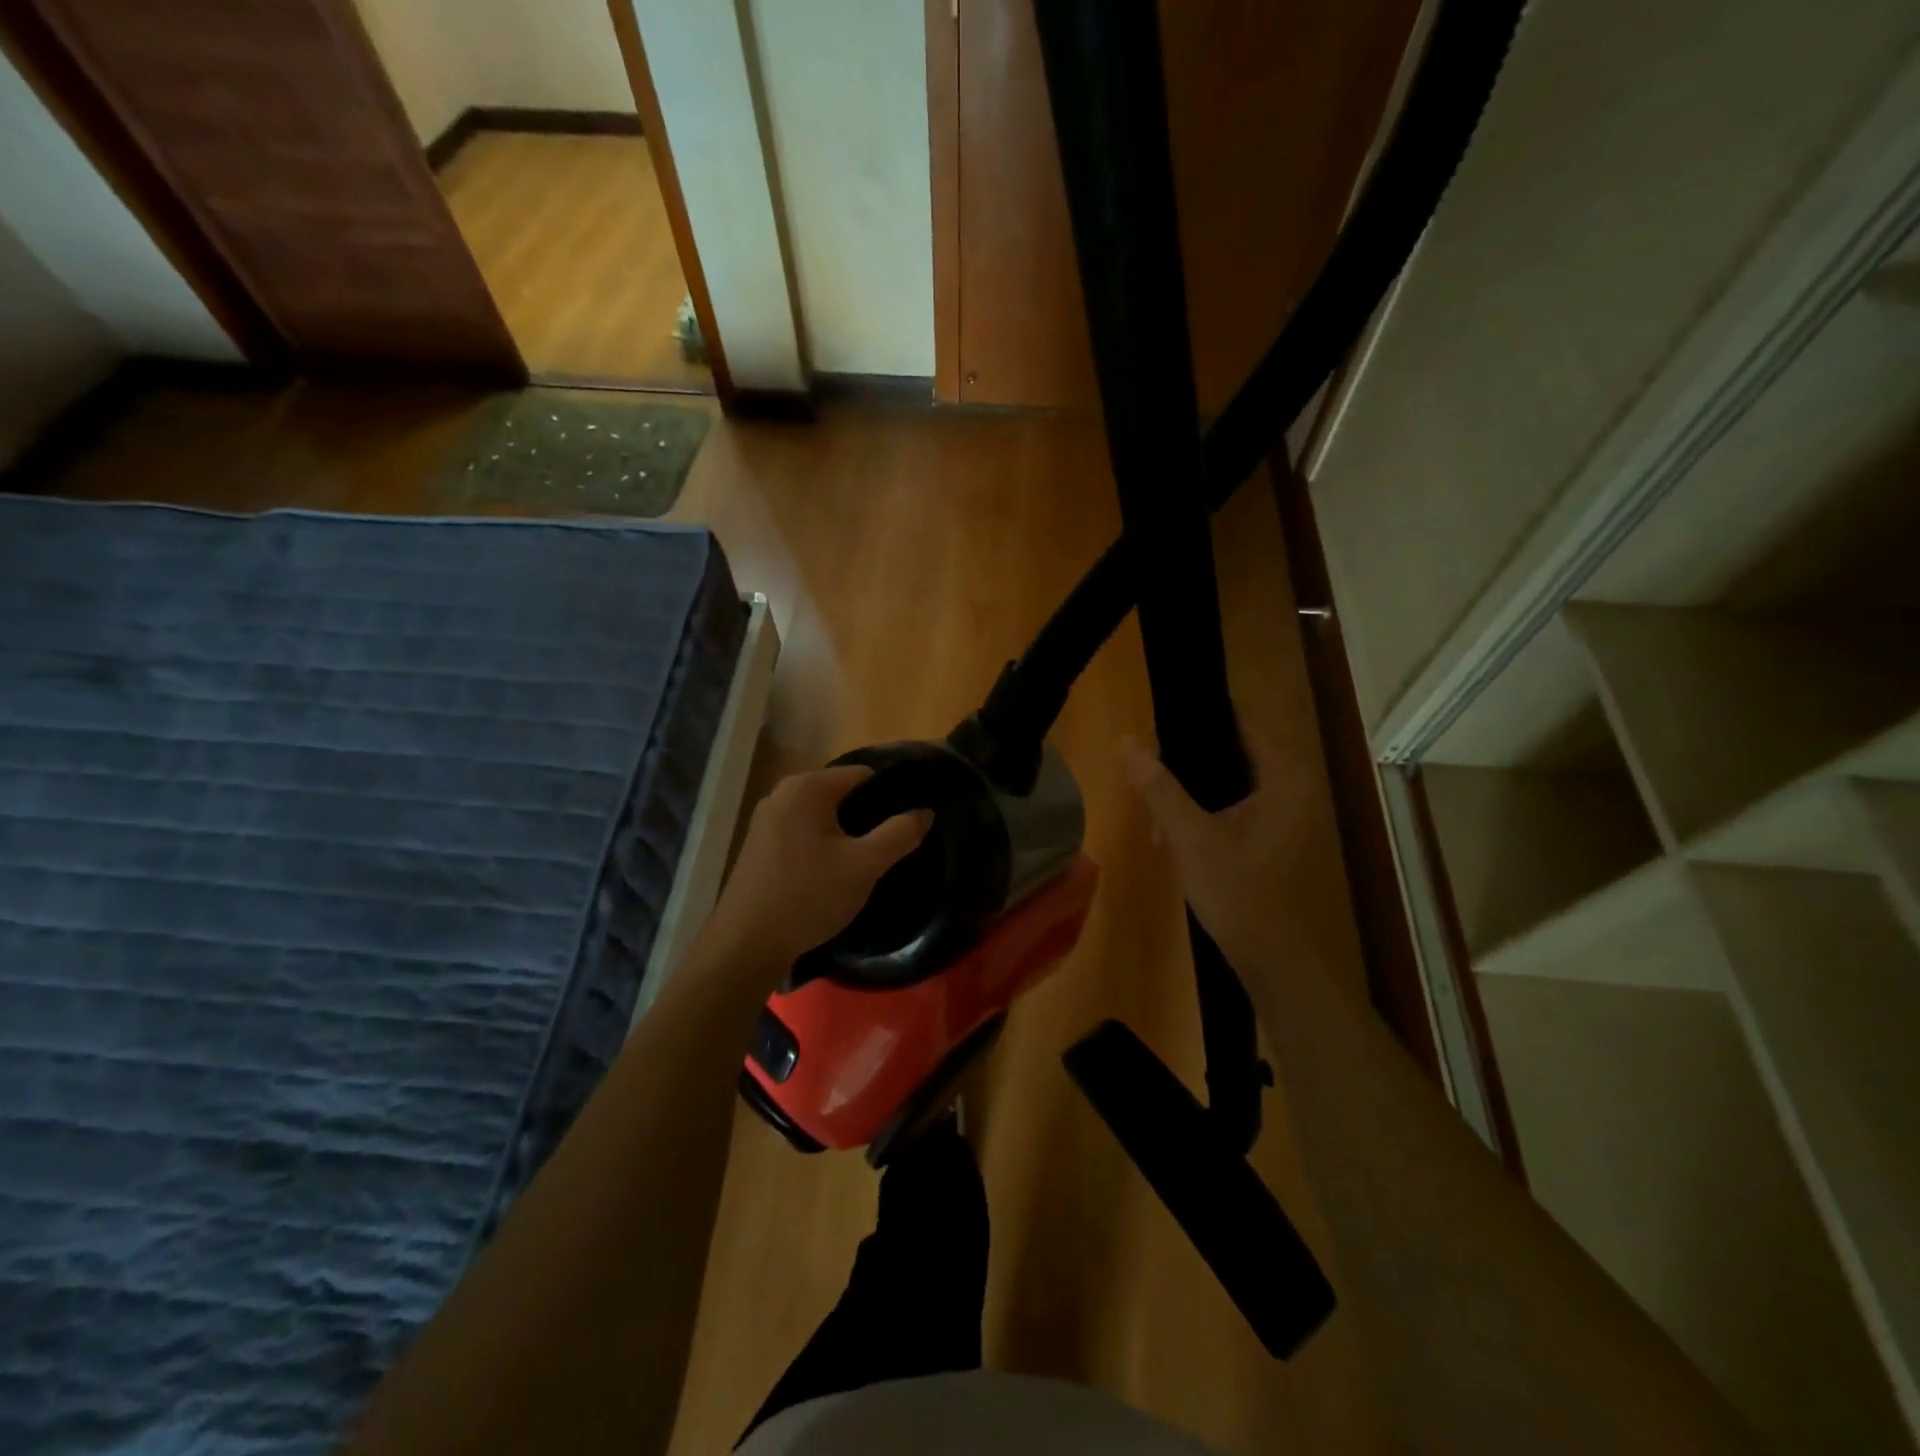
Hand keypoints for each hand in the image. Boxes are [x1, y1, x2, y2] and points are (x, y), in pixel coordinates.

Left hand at [697, 765, 932, 984]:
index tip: (910, 818)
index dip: (890, 793)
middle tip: (894, 843)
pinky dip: (822, 844)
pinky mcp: (759, 845)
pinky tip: (835, 871)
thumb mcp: (864, 865)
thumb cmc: (809, 896)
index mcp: (807, 787)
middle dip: (868, 814)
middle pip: (840, 793)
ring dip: (846, 832)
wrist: (746, 944)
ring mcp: (766, 819)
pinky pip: (802, 832)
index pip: (862, 774)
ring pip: (821, 815)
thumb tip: (925, 811)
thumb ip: (899, 834)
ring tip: (870, 858)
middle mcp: (782, 793)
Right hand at [1121, 734, 1316, 976]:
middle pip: (1233, 751)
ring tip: (1152, 803)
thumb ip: (1158, 787)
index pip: (1242, 721)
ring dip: (1192, 789)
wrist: (1273, 960)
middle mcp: (1294, 788)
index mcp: (1284, 777)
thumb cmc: (1237, 892)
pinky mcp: (1276, 838)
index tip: (1159, 715)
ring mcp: (1288, 815)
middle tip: (1145, 761)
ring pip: (1231, 783)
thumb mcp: (1190, 836)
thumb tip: (1126, 740)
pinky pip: (1237, 807)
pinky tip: (1172, 831)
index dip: (1199, 714)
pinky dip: (1206, 811)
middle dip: (1187, 758)